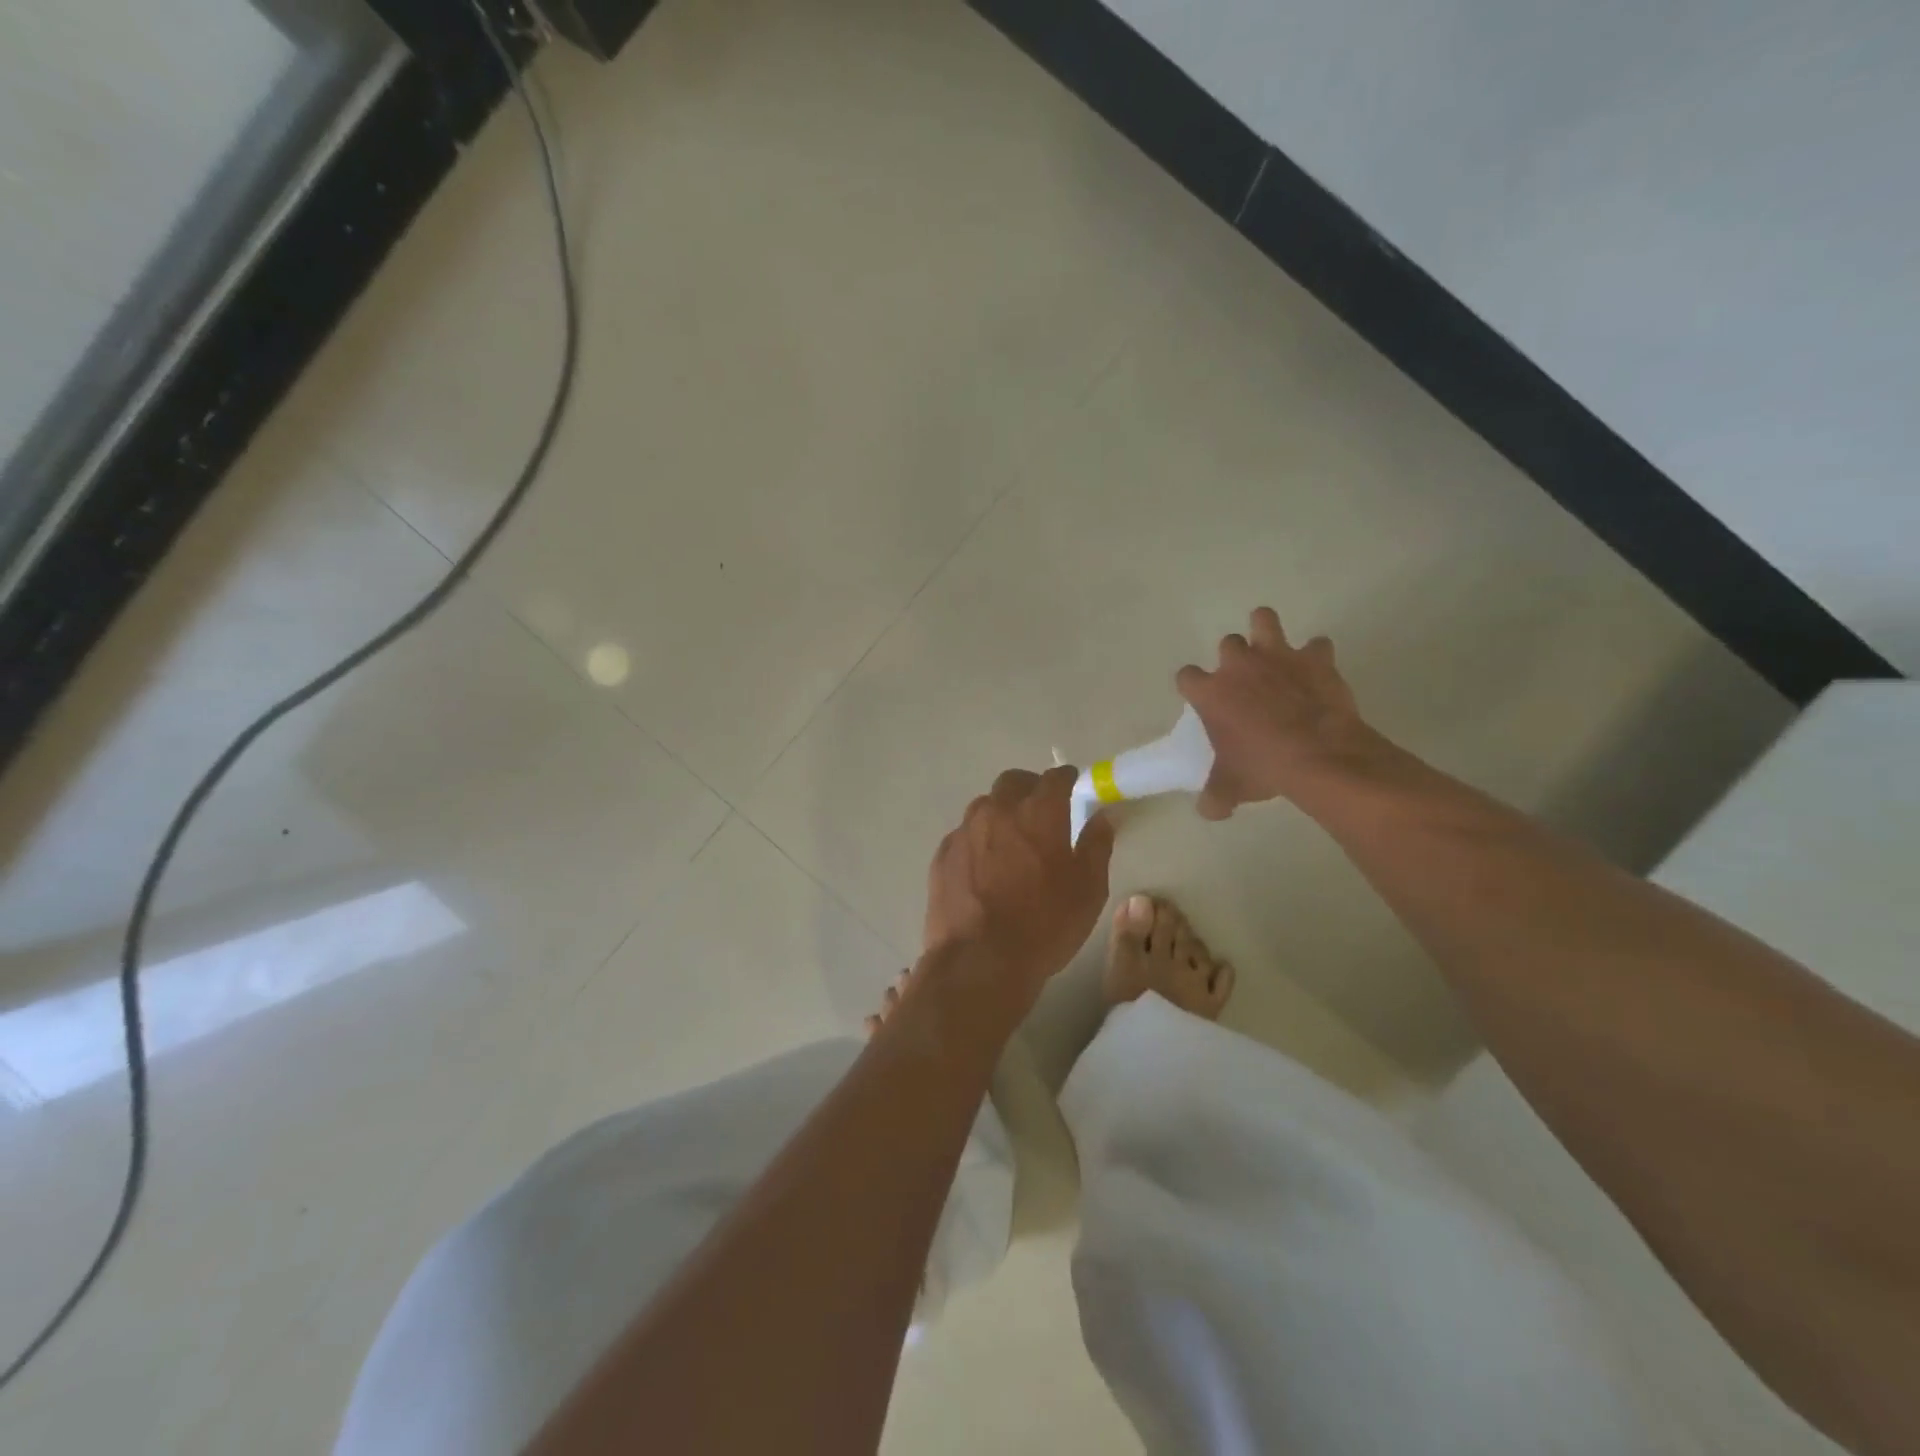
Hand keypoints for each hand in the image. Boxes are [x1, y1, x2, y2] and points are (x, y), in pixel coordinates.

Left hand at [924, 765, 1114, 1003]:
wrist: (979, 961)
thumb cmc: (1044, 925)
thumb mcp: (1088, 889)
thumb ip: (1096, 845)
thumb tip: (1102, 816)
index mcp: (1038, 813)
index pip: (1055, 778)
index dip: (1066, 779)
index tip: (1073, 787)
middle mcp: (997, 811)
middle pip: (1013, 782)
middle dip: (1030, 789)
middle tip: (1042, 813)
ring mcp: (964, 832)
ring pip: (984, 806)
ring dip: (1001, 814)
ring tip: (1011, 844)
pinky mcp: (942, 855)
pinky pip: (964, 835)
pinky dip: (978, 841)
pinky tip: (984, 870)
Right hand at [1176, 606, 1370, 818]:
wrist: (1317, 756)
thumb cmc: (1262, 767)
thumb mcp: (1230, 788)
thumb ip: (1214, 796)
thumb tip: (1208, 810)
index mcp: (1211, 692)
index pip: (1187, 676)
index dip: (1193, 686)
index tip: (1203, 700)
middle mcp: (1239, 665)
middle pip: (1227, 643)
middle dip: (1234, 658)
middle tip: (1246, 681)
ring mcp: (1278, 656)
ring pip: (1264, 619)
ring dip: (1267, 630)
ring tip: (1273, 648)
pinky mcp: (1315, 658)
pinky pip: (1317, 645)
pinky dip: (1317, 656)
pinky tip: (1319, 671)